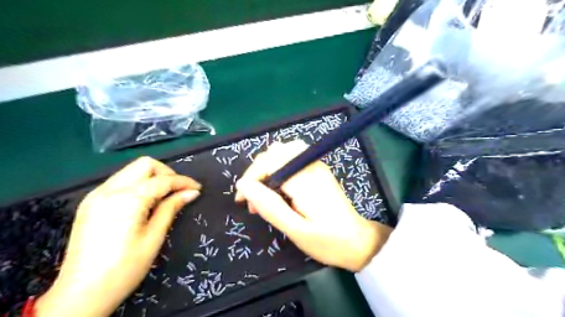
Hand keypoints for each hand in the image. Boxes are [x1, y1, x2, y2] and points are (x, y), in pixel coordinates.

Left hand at [36, 157, 200, 316]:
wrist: (80, 295)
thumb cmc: (124, 269)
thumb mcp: (154, 237)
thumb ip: (171, 208)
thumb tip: (192, 192)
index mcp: (127, 199)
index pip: (163, 180)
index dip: (183, 182)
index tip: (198, 188)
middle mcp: (109, 190)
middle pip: (144, 164)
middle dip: (167, 173)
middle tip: (179, 191)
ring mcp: (96, 195)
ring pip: (131, 170)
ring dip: (152, 178)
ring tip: (165, 197)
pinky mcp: (90, 203)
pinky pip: (120, 182)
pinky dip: (138, 185)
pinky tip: (145, 202)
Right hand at [236, 141, 393, 272]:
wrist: (358, 242)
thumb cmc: (327, 241)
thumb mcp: (295, 230)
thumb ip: (269, 206)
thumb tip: (243, 185)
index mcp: (304, 179)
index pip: (268, 162)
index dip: (250, 178)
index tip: (242, 201)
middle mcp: (310, 165)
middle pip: (274, 153)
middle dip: (258, 174)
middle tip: (255, 202)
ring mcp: (316, 165)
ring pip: (283, 151)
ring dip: (268, 168)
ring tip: (266, 192)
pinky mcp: (319, 169)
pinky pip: (293, 156)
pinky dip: (280, 167)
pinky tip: (280, 186)